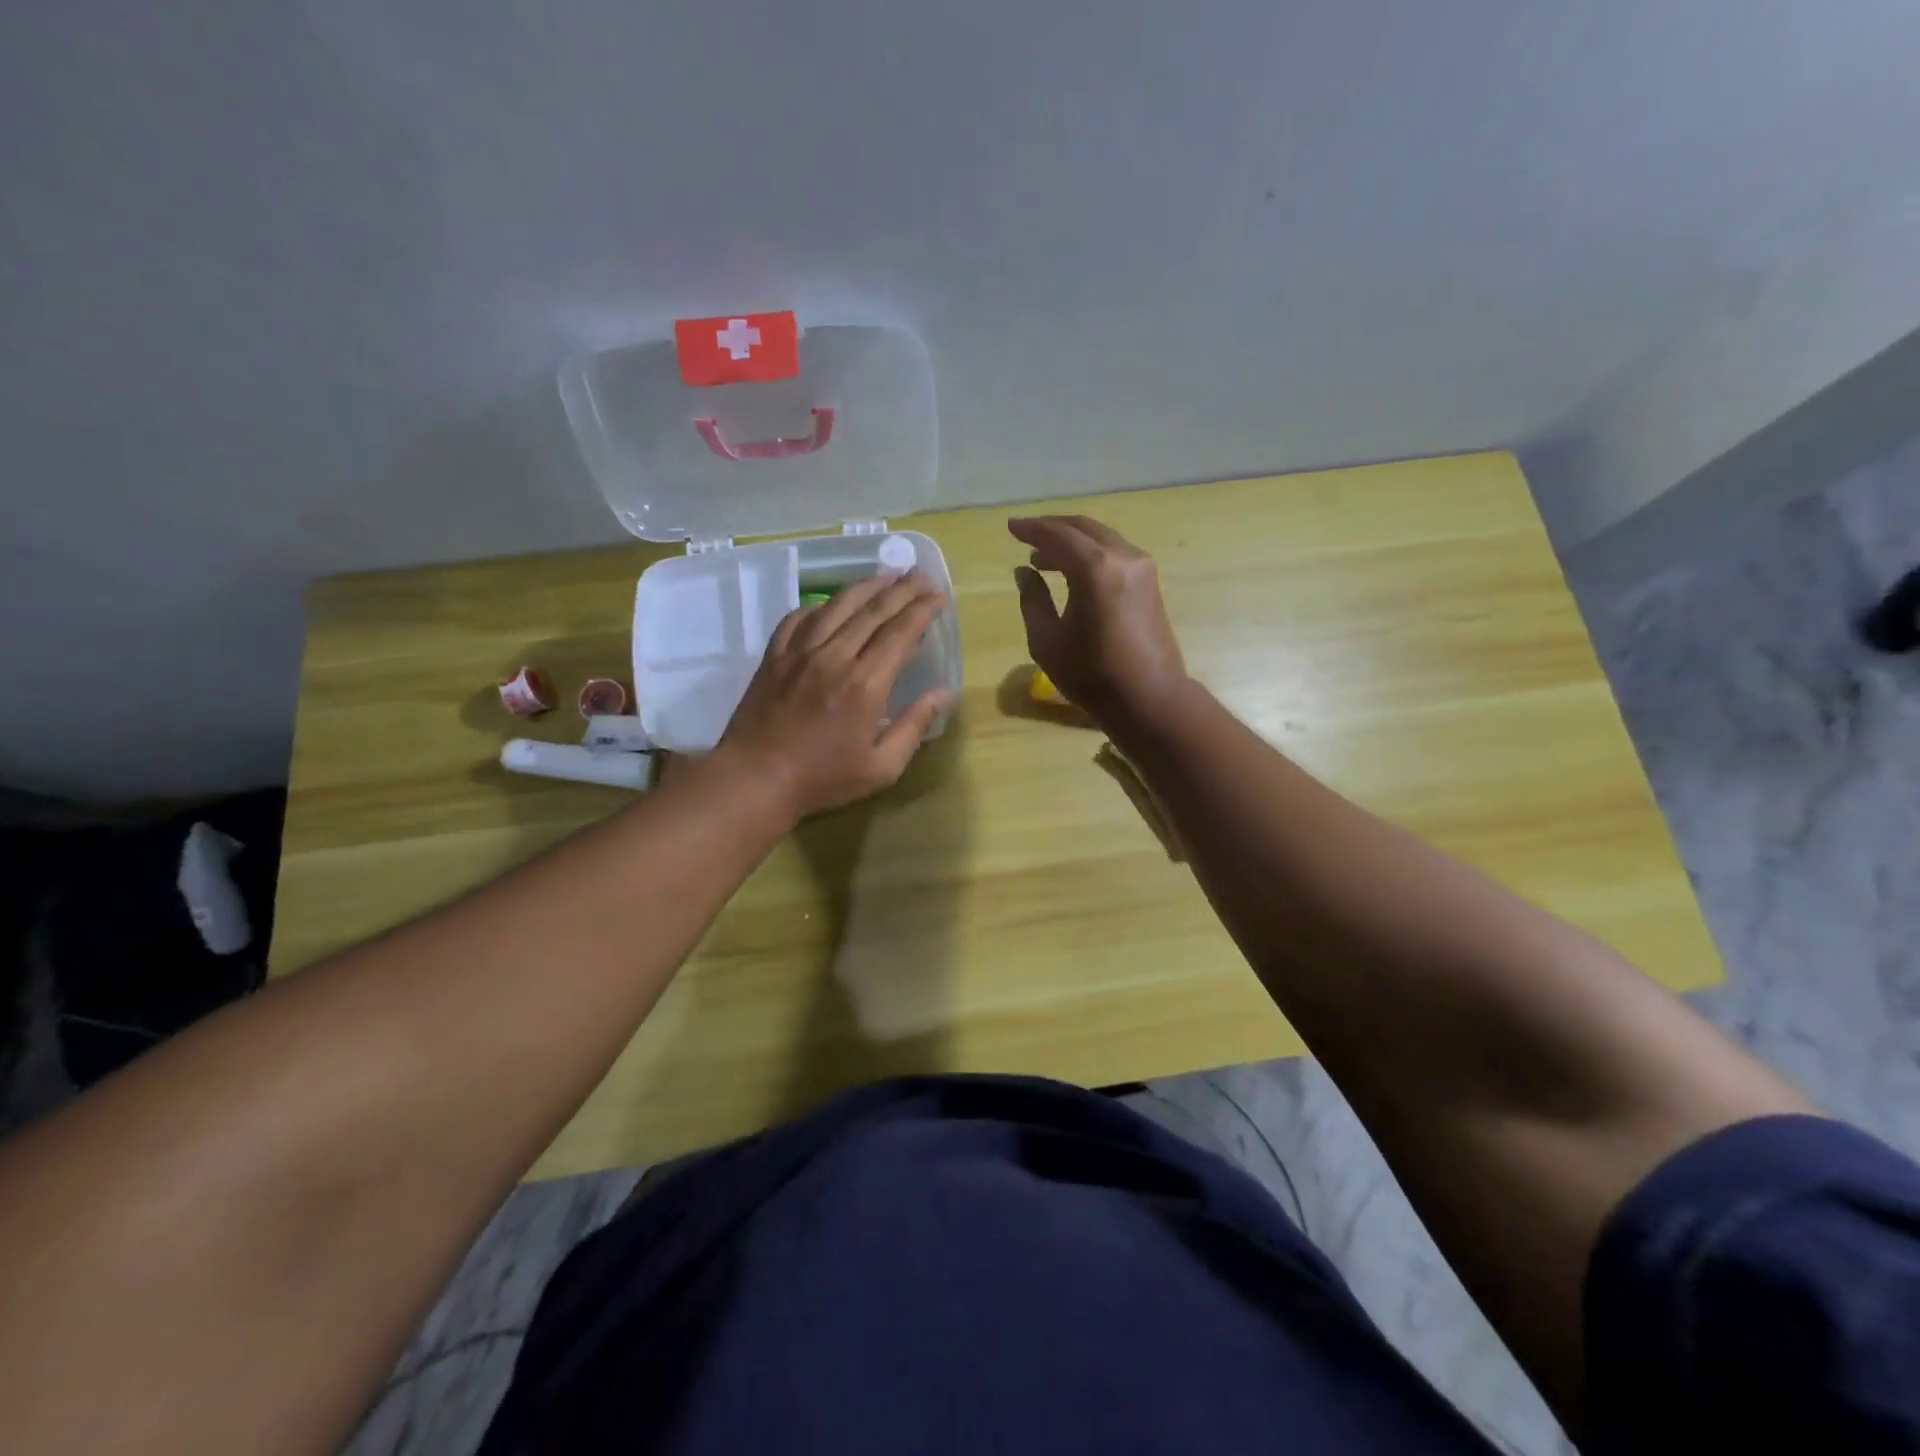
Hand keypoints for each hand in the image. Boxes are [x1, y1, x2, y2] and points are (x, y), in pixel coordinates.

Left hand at [716, 570, 950, 820]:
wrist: (755, 780)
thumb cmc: (823, 779)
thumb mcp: (882, 766)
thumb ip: (915, 725)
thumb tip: (945, 693)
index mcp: (865, 683)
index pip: (901, 632)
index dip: (923, 610)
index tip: (939, 596)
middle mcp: (834, 656)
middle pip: (873, 611)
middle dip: (902, 589)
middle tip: (921, 575)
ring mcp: (800, 652)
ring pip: (837, 606)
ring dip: (865, 587)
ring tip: (886, 576)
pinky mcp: (774, 656)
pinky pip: (799, 618)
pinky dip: (820, 606)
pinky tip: (831, 605)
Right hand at [1009, 515, 1189, 725]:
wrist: (1149, 698)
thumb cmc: (1092, 674)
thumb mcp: (1047, 640)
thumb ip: (1032, 599)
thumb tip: (1024, 571)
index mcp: (1095, 568)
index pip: (1058, 534)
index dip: (1031, 529)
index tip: (1010, 527)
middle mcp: (1122, 557)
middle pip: (1083, 529)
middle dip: (1053, 529)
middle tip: (1026, 537)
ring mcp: (1142, 567)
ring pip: (1101, 539)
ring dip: (1072, 542)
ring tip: (1044, 558)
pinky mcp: (1150, 582)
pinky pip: (1114, 553)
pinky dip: (1091, 554)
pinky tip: (1073, 572)